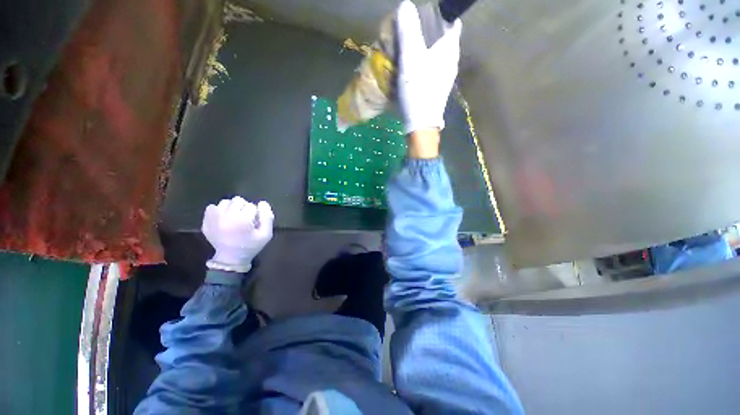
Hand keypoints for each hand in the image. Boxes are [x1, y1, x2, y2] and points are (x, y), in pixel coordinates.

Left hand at [201, 197, 273, 272]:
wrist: (230, 258)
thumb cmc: (251, 246)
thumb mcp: (266, 234)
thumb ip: (267, 217)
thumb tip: (262, 203)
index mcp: (242, 219)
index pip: (252, 206)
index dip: (256, 213)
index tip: (254, 223)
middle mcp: (226, 216)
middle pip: (238, 200)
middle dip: (244, 208)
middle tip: (245, 219)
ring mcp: (213, 218)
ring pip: (225, 202)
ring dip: (232, 208)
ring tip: (234, 218)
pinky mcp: (206, 220)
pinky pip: (212, 207)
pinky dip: (219, 210)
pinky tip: (224, 219)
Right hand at [396, 1, 461, 133]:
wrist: (421, 124)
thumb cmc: (418, 90)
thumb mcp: (411, 58)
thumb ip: (409, 30)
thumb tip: (406, 5)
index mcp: (450, 49)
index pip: (451, 23)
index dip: (437, 17)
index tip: (421, 19)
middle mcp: (452, 61)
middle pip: (443, 39)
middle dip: (429, 33)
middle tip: (410, 34)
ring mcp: (446, 77)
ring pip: (438, 55)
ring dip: (425, 50)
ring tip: (409, 51)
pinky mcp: (438, 89)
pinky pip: (433, 69)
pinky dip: (425, 64)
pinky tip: (413, 70)